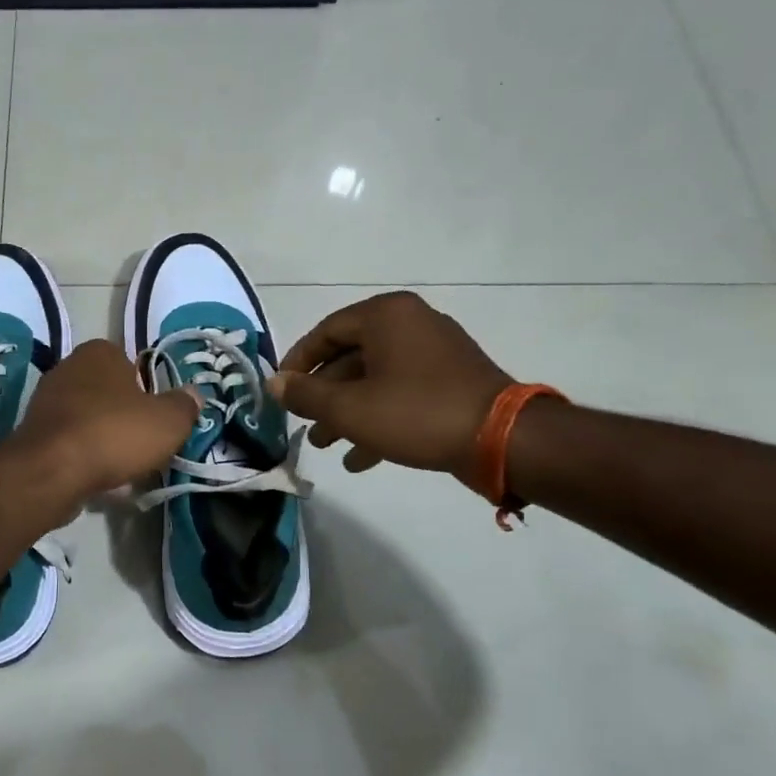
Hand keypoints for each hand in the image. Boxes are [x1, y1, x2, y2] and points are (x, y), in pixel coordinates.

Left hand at [4, 340, 199, 501]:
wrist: (52, 471)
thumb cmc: (115, 434)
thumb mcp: (168, 421)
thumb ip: (184, 406)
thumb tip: (194, 395)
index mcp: (100, 352)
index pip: (132, 363)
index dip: (148, 390)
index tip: (158, 418)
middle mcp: (68, 367)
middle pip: (109, 391)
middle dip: (125, 415)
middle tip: (144, 443)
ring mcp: (45, 400)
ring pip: (88, 417)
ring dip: (104, 437)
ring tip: (122, 466)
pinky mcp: (33, 433)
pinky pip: (69, 441)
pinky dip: (84, 455)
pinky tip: (97, 477)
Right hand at [269, 292, 512, 476]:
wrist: (500, 439)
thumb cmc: (415, 413)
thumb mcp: (349, 408)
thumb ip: (306, 394)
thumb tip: (274, 383)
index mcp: (386, 316)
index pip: (325, 331)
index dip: (297, 362)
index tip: (281, 392)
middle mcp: (410, 324)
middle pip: (350, 357)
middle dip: (323, 396)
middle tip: (304, 424)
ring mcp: (435, 352)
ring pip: (375, 380)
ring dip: (347, 413)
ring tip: (326, 446)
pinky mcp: (450, 381)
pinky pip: (401, 394)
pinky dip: (378, 419)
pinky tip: (360, 458)